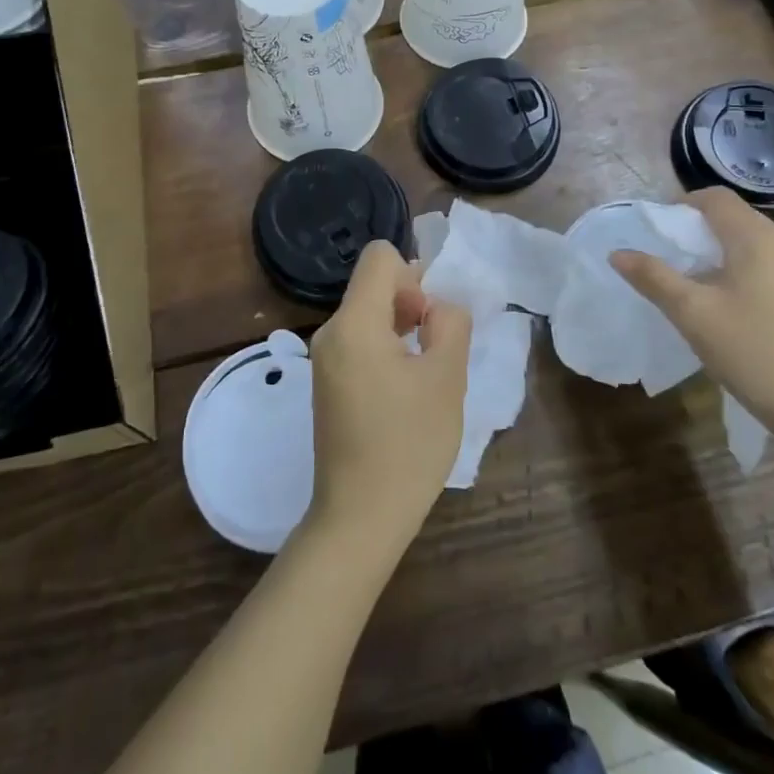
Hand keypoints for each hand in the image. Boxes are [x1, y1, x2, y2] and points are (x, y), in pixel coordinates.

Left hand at [306, 242, 470, 557]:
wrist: (359, 517)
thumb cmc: (408, 444)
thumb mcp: (447, 378)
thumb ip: (450, 324)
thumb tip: (438, 306)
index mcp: (354, 322)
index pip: (380, 256)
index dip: (414, 275)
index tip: (428, 321)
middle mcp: (330, 331)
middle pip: (373, 284)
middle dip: (411, 303)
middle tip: (435, 351)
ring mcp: (324, 359)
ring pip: (368, 314)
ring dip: (401, 329)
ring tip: (423, 375)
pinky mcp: (326, 382)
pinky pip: (358, 341)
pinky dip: (385, 350)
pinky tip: (404, 392)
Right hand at [609, 187, 773, 435]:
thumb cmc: (754, 352)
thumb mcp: (692, 314)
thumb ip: (653, 278)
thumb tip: (618, 253)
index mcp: (756, 238)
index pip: (715, 198)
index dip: (681, 204)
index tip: (654, 230)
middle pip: (734, 218)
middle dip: (695, 230)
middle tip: (665, 258)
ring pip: (750, 245)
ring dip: (716, 254)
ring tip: (690, 285)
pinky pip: (766, 268)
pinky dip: (738, 273)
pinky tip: (726, 309)